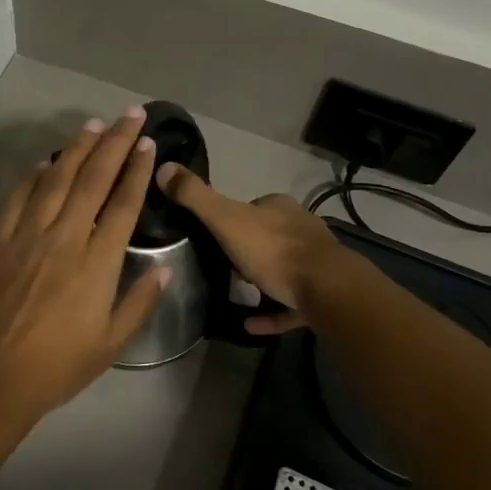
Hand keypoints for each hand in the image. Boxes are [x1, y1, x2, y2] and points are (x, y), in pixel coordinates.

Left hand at [0, 109, 168, 423]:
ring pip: (56, 179)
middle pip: (93, 180)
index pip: (123, 205)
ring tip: (94, 124)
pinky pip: (17, 198)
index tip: (148, 144)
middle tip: (130, 115)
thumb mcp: (111, 345)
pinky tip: (45, 162)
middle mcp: (64, 239)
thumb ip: (139, 303)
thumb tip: (163, 269)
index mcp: (97, 264)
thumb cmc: (57, 367)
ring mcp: (27, 236)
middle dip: (115, 143)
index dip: (137, 171)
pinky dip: (33, 176)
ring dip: (76, 148)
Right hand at [156, 164, 348, 334]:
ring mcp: (315, 263)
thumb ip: (195, 196)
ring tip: (234, 292)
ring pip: (283, 268)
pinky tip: (250, 323)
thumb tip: (163, 166)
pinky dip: (271, 312)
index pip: (252, 206)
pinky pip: (290, 304)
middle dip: (247, 249)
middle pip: (268, 236)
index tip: (213, 234)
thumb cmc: (273, 250)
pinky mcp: (322, 295)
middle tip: (221, 266)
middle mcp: (301, 228)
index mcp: (279, 207)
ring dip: (261, 279)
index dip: (232, 218)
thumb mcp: (226, 219)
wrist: (328, 290)